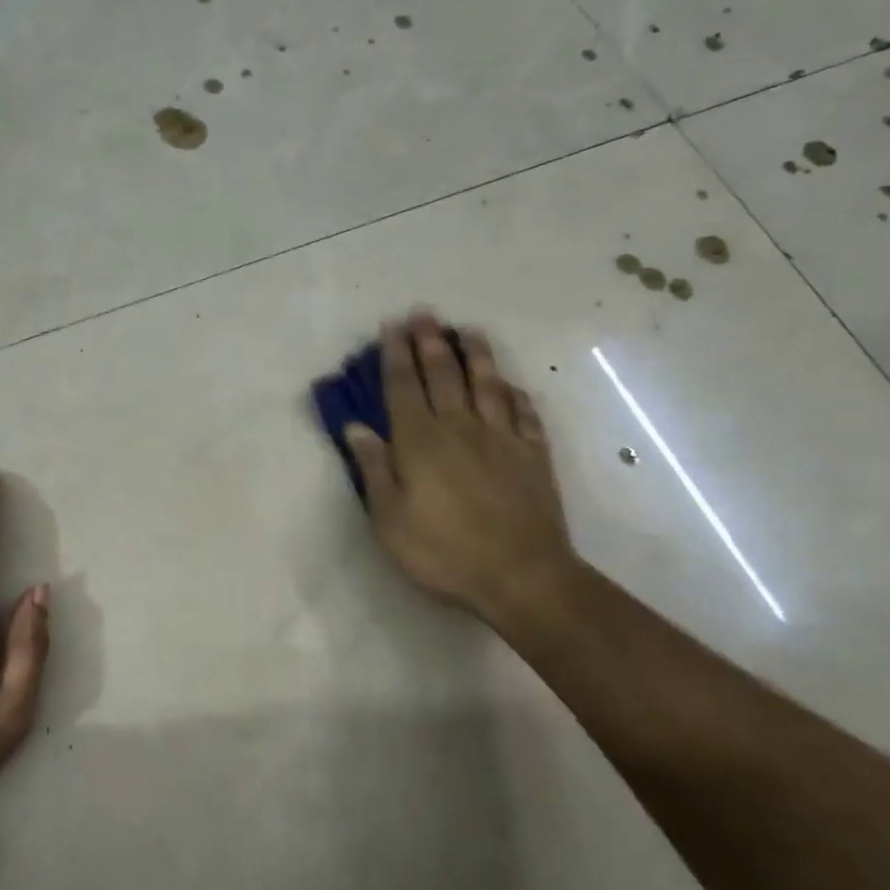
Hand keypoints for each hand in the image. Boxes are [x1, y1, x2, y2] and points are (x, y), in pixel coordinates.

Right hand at [345, 312, 581, 633]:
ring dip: (477, 354)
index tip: (391, 326)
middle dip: (430, 341)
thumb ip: (374, 468)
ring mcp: (502, 438)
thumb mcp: (389, 518)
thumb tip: (356, 427)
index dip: (396, 355)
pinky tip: (512, 385)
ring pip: (488, 384)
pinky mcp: (533, 454)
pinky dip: (516, 394)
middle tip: (424, 313)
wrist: (521, 575)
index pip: (404, 386)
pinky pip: (524, 413)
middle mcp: (460, 427)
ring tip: (469, 330)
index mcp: (420, 441)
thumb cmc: (443, 551)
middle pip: (444, 374)